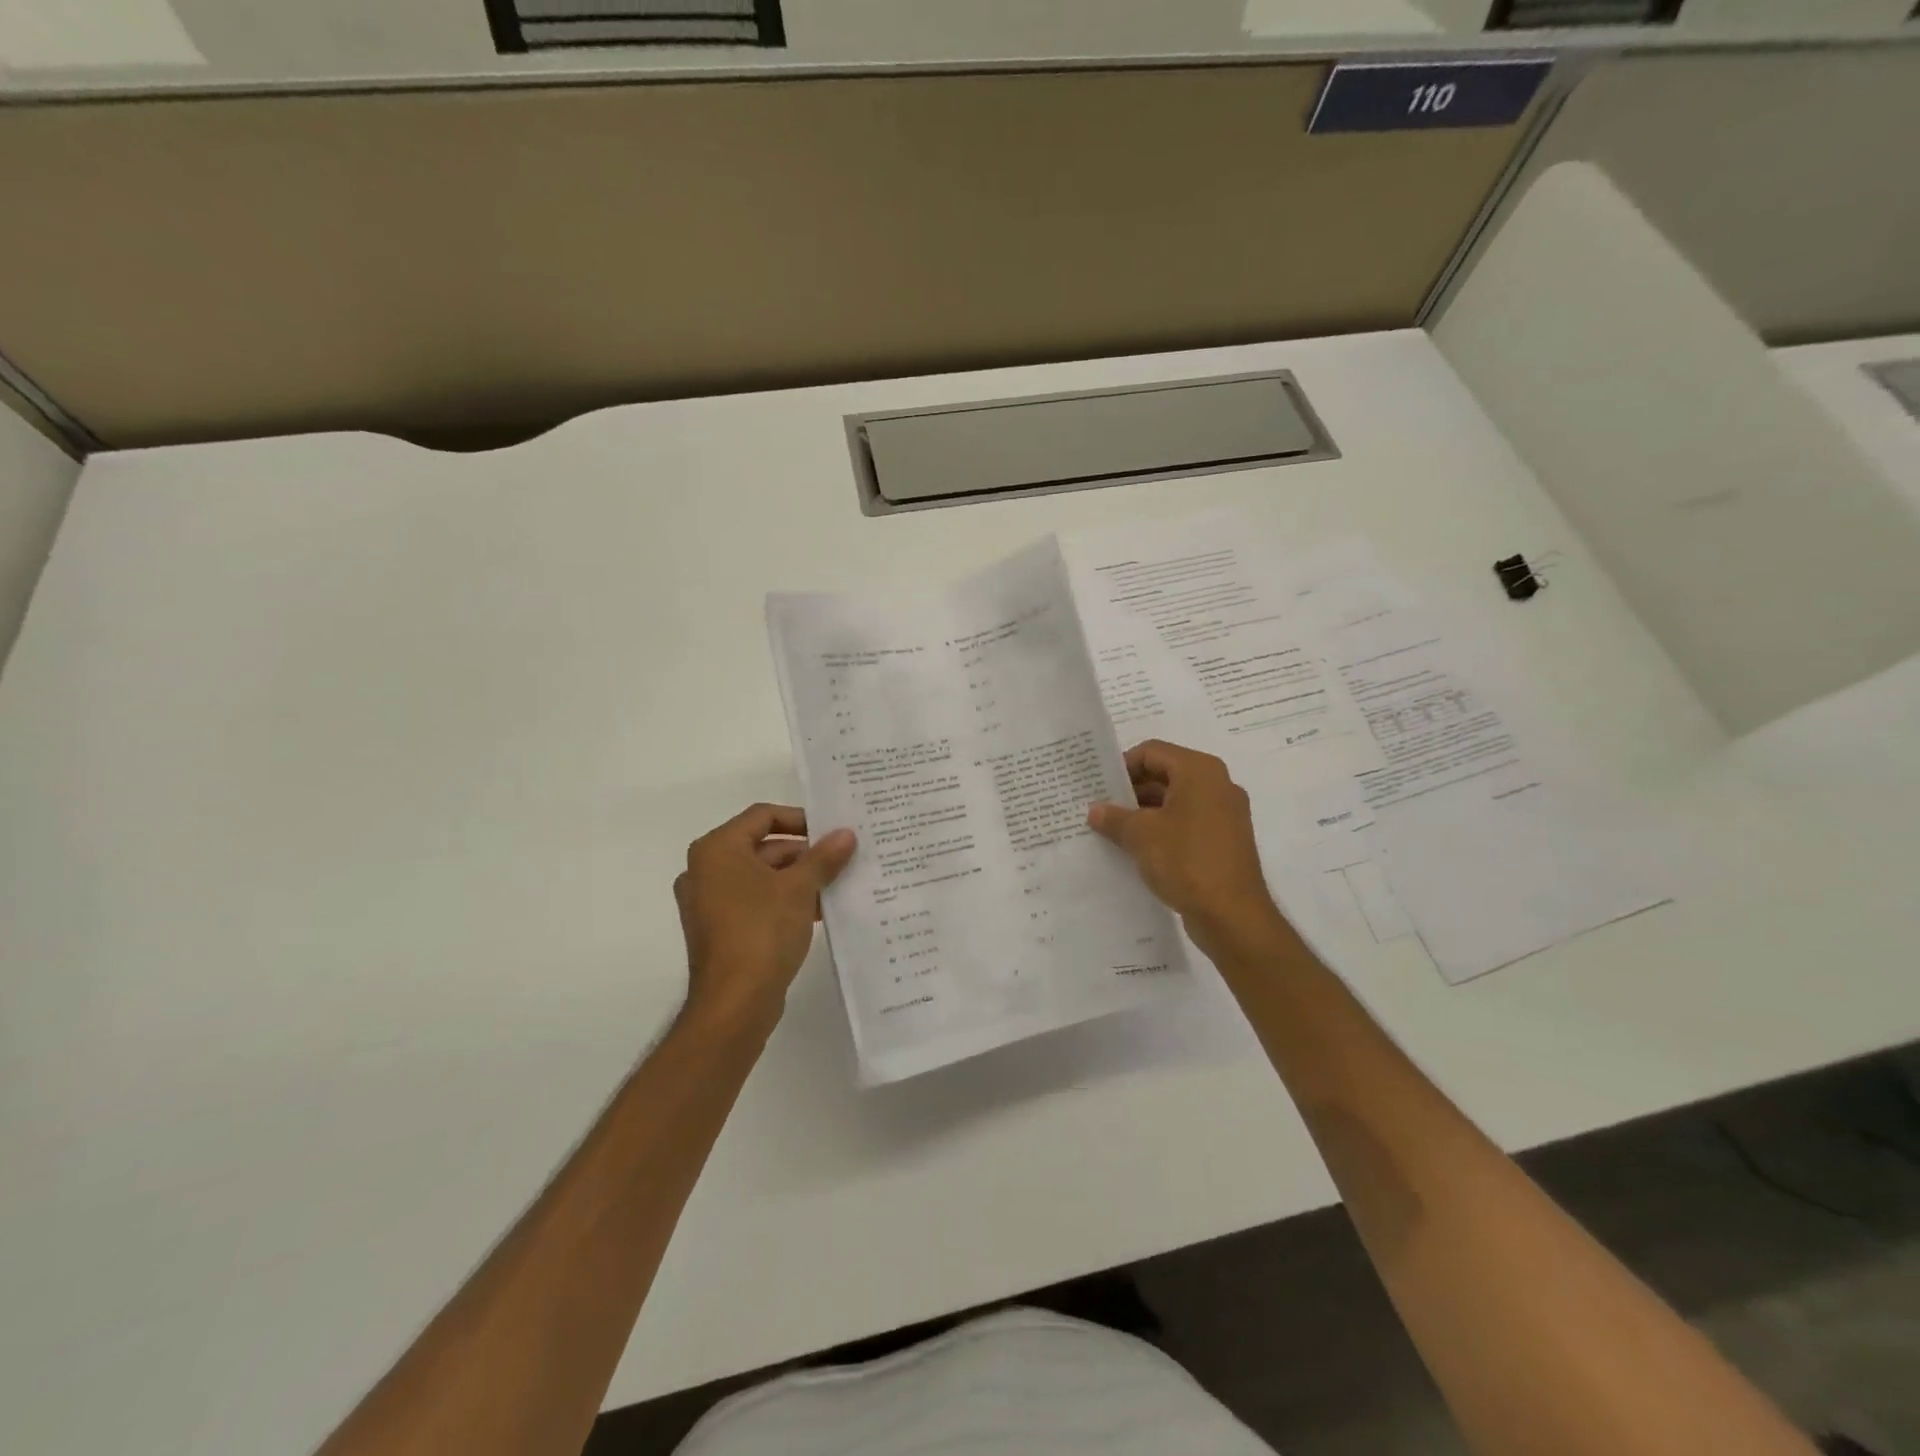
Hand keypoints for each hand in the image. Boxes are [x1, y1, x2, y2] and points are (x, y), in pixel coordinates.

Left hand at [674, 804, 856, 1032]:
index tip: (832, 831)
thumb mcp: (800, 888)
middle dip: (804, 853)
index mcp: (717, 850)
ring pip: (761, 875)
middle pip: (762, 846)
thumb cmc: (762, 931)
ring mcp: (709, 902)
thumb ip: (823, 857)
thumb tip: (847, 834)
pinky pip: (755, 901)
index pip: (762, 816)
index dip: (800, 819)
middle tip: (842, 858)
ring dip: (798, 878)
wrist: (734, 1003)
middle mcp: (705, 870)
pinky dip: (784, 900)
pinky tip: (820, 910)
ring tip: (837, 884)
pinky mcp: (719, 929)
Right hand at [1087, 740, 1286, 959]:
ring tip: (1113, 829)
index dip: (1122, 765)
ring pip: (1176, 800)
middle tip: (1100, 807)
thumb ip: (1114, 818)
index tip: (1097, 785)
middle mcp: (1217, 785)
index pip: (1152, 752)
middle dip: (1131, 790)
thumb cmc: (1186, 860)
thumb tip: (1095, 811)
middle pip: (1165, 774)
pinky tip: (1138, 848)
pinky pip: (1187, 822)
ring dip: (1144, 811)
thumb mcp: (1140, 835)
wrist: (1233, 915)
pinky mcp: (1225, 841)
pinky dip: (1163, 828)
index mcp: (1200, 771)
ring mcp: (1225, 814)